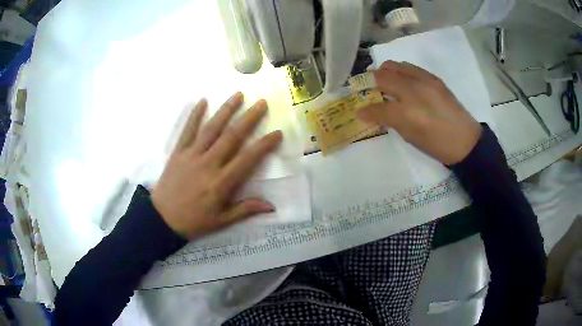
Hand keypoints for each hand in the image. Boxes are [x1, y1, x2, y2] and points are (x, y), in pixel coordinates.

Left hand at [151, 92, 282, 238]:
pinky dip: (195, 115)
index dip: (264, 145)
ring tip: (238, 95)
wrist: (162, 219)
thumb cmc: (194, 221)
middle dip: (249, 118)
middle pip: (232, 136)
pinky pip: (187, 130)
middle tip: (261, 103)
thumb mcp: (222, 221)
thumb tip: (271, 207)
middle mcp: (208, 163)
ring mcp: (192, 155)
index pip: (248, 158)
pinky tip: (202, 100)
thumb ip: (245, 210)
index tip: (277, 133)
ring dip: (226, 110)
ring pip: (211, 128)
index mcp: (221, 182)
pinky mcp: (178, 152)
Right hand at [357, 61, 481, 164]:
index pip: (378, 107)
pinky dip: (400, 71)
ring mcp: (424, 81)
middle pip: (383, 77)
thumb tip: (371, 112)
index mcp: (408, 113)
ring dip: (384, 72)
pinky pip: (410, 67)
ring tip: (384, 82)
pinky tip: (402, 81)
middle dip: (370, 82)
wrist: (465, 140)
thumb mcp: (411, 137)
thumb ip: (390, 120)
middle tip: (368, 90)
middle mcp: (414, 91)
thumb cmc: (437, 145)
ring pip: (395, 65)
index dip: (366, 109)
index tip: (359, 110)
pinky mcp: (433, 77)